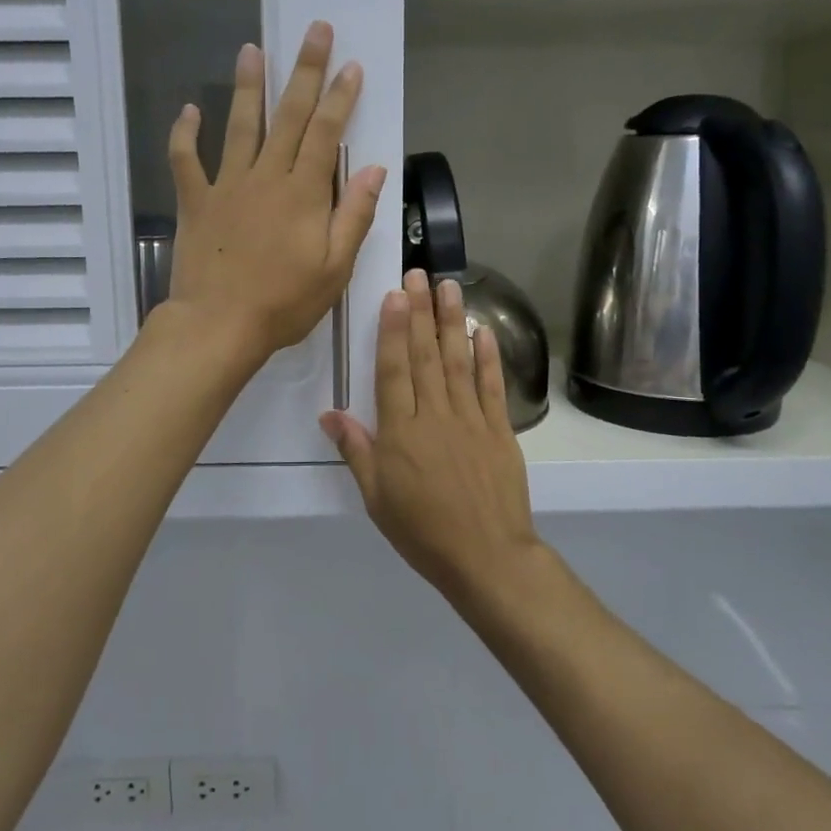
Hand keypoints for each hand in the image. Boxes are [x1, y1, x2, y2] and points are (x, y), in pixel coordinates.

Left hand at [164, 21, 385, 367]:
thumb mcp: (335, 268)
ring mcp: (226, 186)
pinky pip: (186, 160)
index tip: (350, 65)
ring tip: (252, 49)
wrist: (218, 326)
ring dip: (247, 86)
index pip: (327, 132)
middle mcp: (266, 178)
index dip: (340, 96)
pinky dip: (185, 134)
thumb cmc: (284, 303)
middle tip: (313, 30)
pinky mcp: (195, 202)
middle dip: (304, 71)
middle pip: (288, 115)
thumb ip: (355, 216)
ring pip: (239, 125)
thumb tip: (375, 169)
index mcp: (304, 194)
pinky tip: (189, 110)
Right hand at [321, 268, 542, 597]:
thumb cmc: (422, 531)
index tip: (395, 295)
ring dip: (453, 322)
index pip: (394, 370)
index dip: (394, 330)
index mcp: (401, 432)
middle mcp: (436, 416)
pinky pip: (491, 386)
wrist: (486, 557)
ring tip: (448, 287)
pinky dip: (488, 356)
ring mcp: (471, 419)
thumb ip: (357, 450)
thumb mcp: (376, 497)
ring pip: (458, 361)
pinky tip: (483, 330)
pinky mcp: (500, 430)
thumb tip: (330, 413)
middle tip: (419, 273)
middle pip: (426, 356)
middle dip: (421, 312)